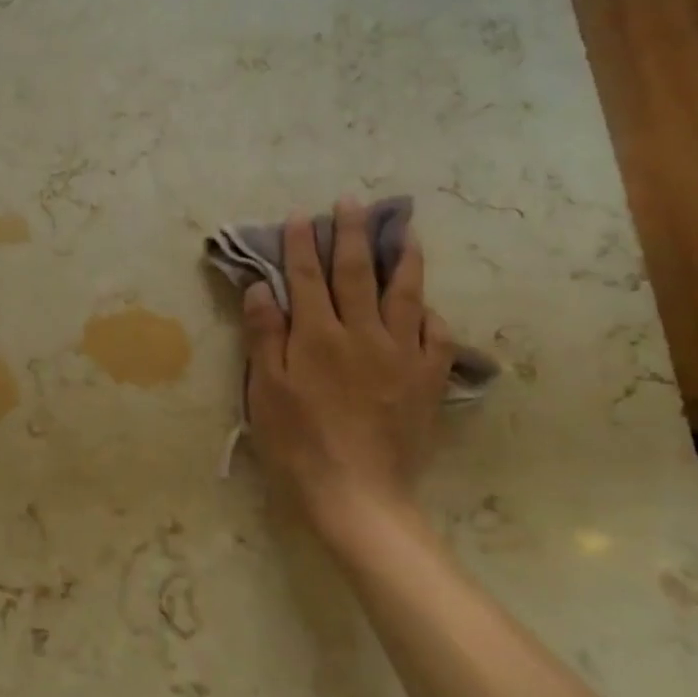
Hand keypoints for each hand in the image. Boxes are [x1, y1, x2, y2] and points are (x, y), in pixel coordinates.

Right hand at [240, 197, 452, 525]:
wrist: (357, 493)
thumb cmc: (297, 442)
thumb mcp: (265, 390)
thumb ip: (265, 335)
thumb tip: (262, 287)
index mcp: (317, 337)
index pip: (307, 278)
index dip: (302, 245)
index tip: (301, 215)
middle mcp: (362, 334)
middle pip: (357, 274)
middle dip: (352, 235)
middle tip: (353, 202)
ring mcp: (401, 355)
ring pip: (405, 294)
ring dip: (403, 258)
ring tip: (404, 230)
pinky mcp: (426, 379)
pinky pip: (436, 334)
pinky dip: (430, 312)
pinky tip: (426, 302)